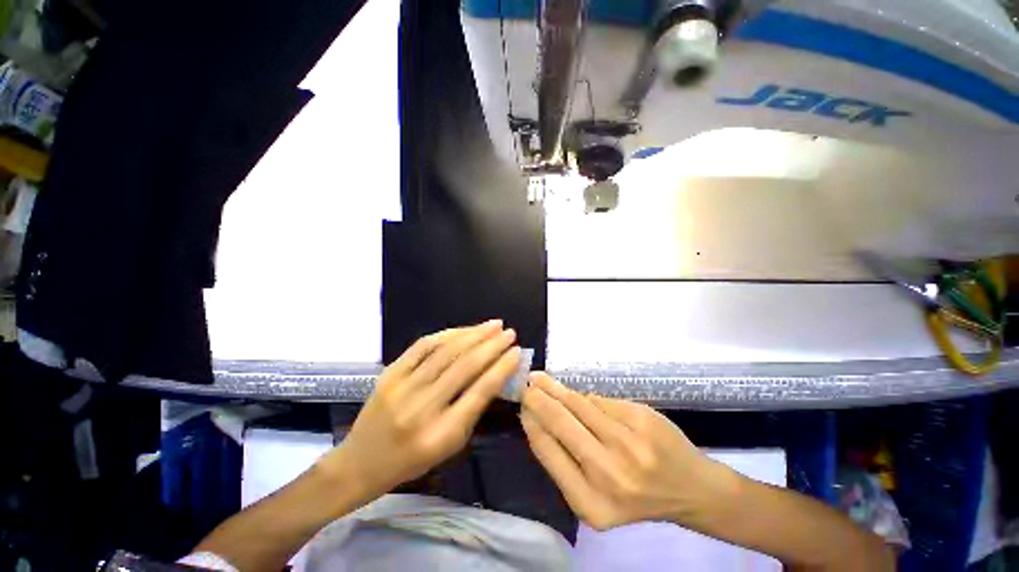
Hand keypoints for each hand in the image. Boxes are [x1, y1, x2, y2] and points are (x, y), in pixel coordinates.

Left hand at [327, 321, 520, 498]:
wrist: (360, 462)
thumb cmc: (412, 461)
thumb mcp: (450, 445)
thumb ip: (473, 409)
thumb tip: (495, 373)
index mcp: (441, 434)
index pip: (480, 391)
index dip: (502, 368)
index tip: (517, 352)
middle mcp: (422, 408)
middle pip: (465, 366)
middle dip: (492, 345)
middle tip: (510, 332)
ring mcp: (402, 387)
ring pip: (446, 351)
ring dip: (474, 334)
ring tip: (493, 324)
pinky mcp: (389, 373)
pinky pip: (423, 346)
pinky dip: (448, 334)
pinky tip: (464, 329)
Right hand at [520, 372, 734, 530]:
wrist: (691, 488)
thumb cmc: (636, 496)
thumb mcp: (594, 496)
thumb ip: (565, 460)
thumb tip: (536, 417)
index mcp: (590, 503)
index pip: (548, 451)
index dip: (532, 423)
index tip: (521, 406)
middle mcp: (608, 474)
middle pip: (560, 422)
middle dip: (538, 398)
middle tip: (526, 384)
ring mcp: (628, 443)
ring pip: (579, 404)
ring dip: (556, 389)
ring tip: (541, 379)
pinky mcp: (641, 418)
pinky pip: (600, 400)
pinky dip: (584, 397)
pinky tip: (575, 395)